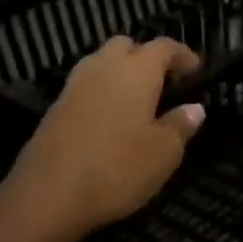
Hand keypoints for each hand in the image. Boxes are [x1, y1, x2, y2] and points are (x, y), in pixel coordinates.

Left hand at [3, 36, 205, 238]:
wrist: (47, 195)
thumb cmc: (116, 168)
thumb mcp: (163, 153)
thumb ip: (181, 125)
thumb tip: (195, 108)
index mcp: (136, 70)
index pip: (164, 46)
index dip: (182, 54)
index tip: (196, 69)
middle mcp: (104, 67)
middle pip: (127, 46)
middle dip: (146, 57)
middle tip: (163, 82)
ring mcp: (75, 85)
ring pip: (102, 62)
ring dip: (121, 72)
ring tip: (137, 100)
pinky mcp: (55, 107)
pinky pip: (86, 86)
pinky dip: (102, 92)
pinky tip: (111, 119)